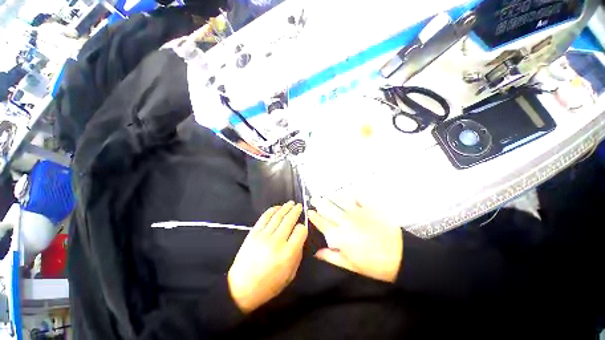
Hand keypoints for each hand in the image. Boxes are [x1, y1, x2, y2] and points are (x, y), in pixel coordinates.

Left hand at [228, 202, 307, 312]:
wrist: (241, 288)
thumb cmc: (269, 285)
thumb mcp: (290, 275)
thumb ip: (297, 254)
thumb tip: (299, 239)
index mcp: (288, 253)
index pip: (300, 231)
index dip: (303, 227)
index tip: (302, 226)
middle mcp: (277, 241)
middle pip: (289, 220)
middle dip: (296, 210)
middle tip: (299, 205)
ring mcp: (264, 235)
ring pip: (278, 216)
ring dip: (285, 207)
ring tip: (290, 203)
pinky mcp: (253, 233)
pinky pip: (264, 217)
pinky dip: (272, 210)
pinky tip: (277, 207)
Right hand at [308, 198, 402, 282]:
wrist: (400, 256)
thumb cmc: (373, 264)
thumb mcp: (350, 266)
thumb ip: (331, 257)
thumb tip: (317, 253)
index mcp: (340, 235)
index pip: (322, 223)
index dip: (314, 217)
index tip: (309, 212)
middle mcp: (345, 220)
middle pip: (328, 208)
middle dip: (319, 202)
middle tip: (314, 197)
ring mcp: (358, 212)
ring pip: (340, 201)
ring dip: (332, 197)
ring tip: (326, 194)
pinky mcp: (370, 208)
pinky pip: (358, 197)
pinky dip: (352, 194)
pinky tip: (348, 192)